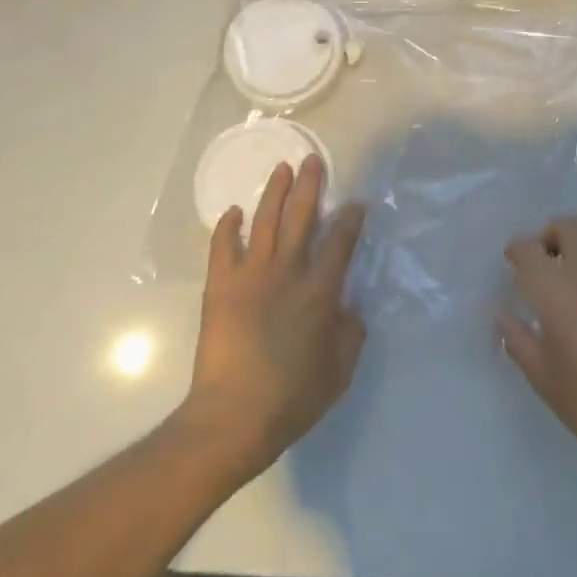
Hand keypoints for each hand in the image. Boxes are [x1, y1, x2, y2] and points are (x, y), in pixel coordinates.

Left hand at [181, 156, 366, 484]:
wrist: (232, 417)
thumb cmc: (291, 398)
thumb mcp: (339, 372)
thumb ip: (350, 334)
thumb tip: (349, 307)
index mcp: (318, 293)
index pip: (340, 243)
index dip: (350, 219)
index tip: (356, 201)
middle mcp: (287, 273)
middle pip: (302, 218)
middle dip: (311, 186)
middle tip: (313, 159)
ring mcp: (250, 275)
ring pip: (265, 221)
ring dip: (275, 192)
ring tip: (282, 168)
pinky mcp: (220, 286)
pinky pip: (222, 247)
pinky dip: (227, 227)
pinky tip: (233, 211)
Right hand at [497, 217, 576, 485]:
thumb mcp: (541, 377)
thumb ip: (517, 339)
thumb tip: (503, 315)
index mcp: (555, 288)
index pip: (528, 247)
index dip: (517, 250)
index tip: (513, 264)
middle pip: (568, 226)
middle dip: (551, 236)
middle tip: (544, 265)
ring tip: (572, 282)